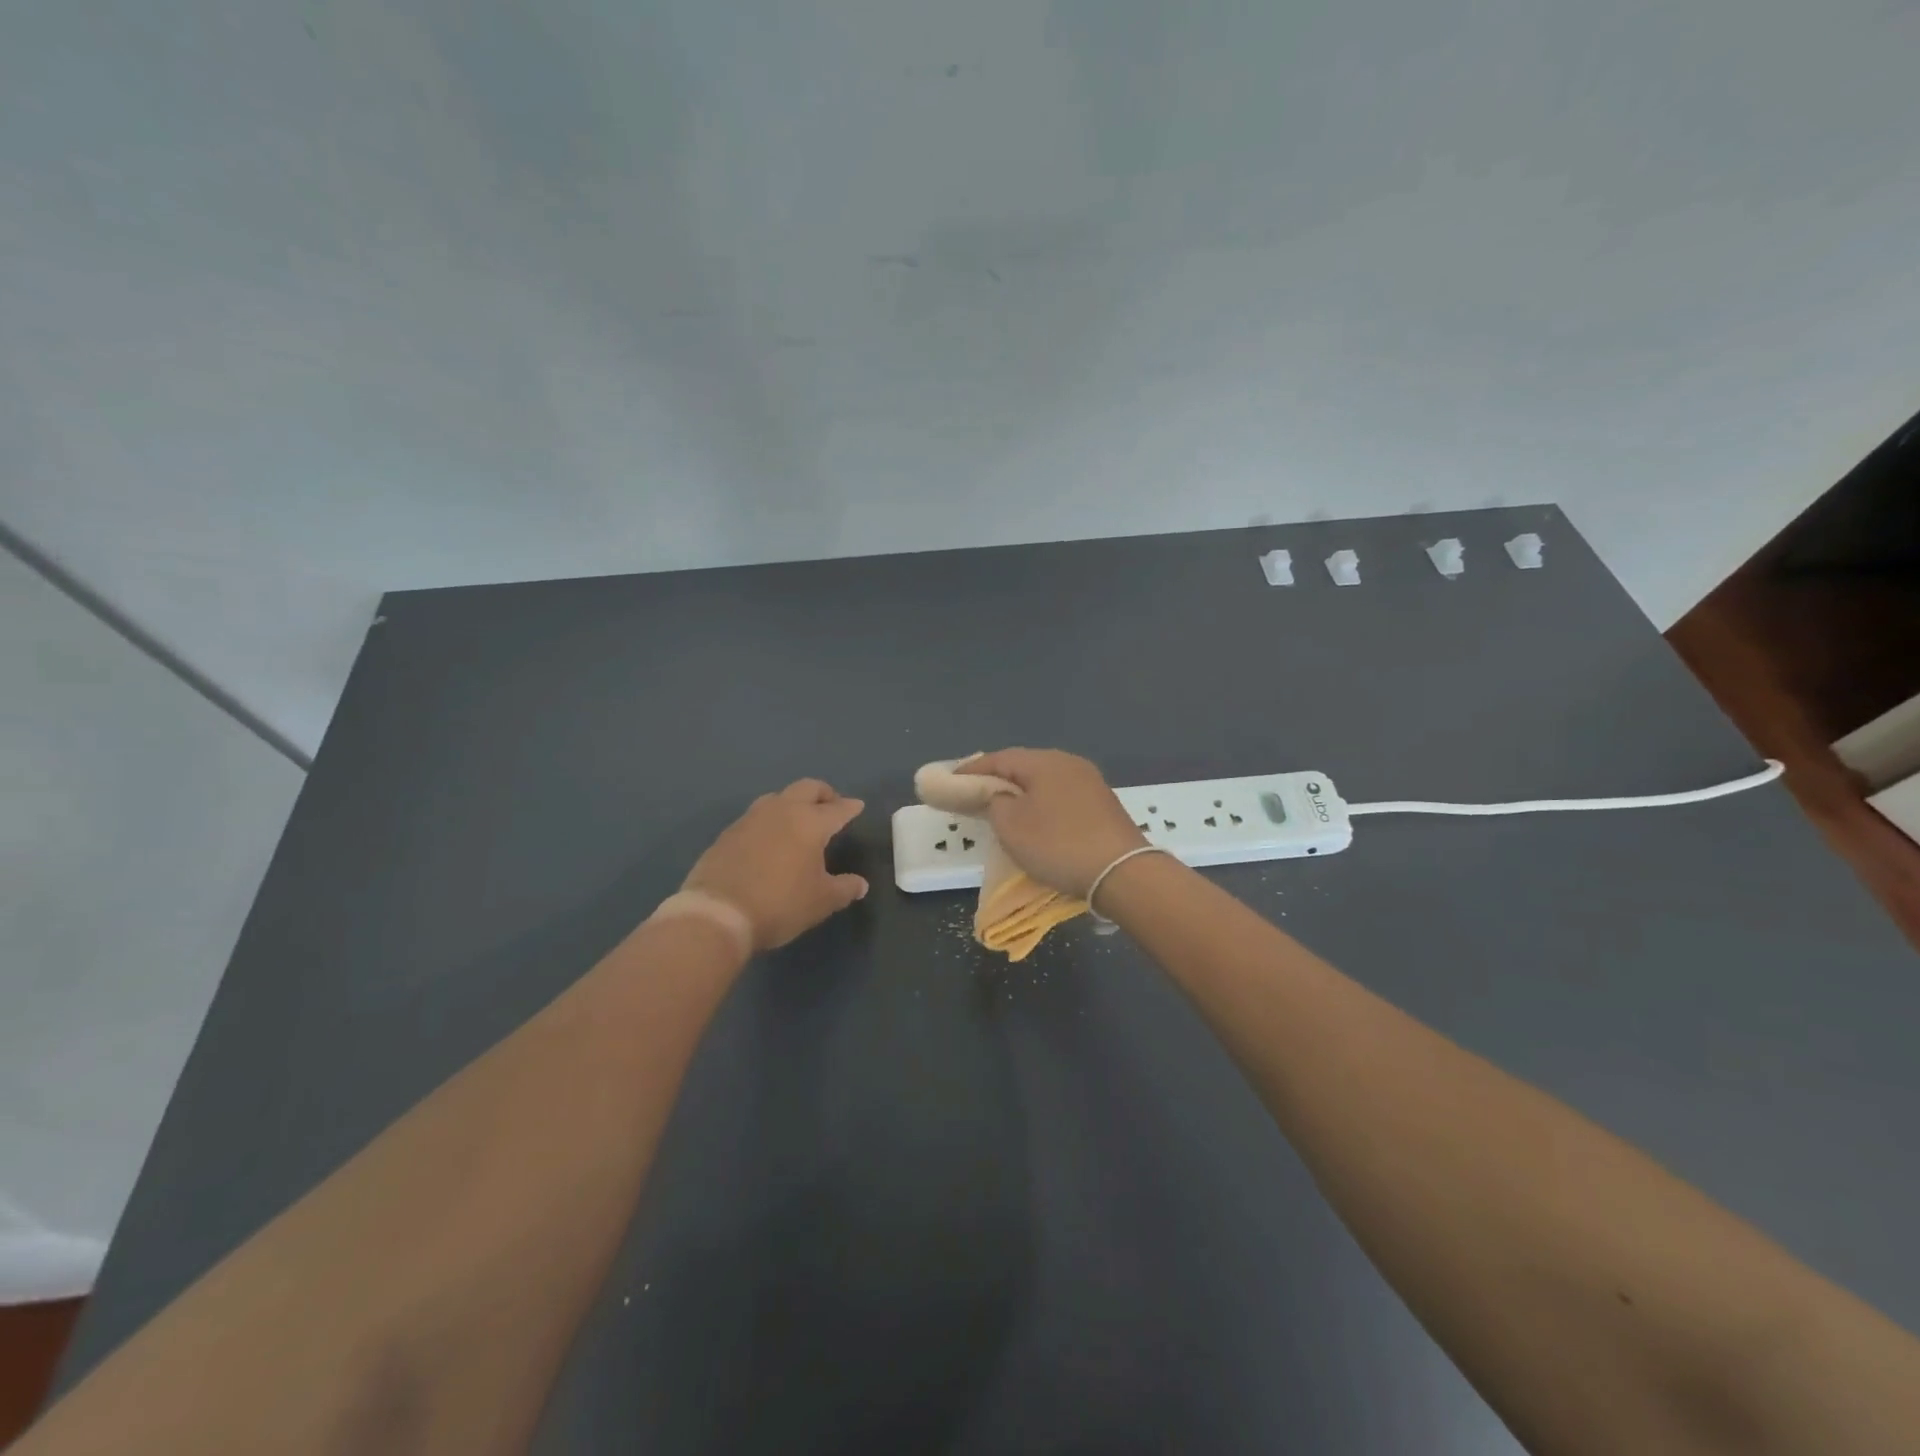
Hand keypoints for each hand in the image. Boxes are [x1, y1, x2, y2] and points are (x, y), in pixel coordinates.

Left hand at [681, 780, 868, 950]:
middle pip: (807, 788)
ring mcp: (750, 819)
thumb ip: (844, 889)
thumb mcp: (821, 902)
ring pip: (777, 797)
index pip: (837, 809)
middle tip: (831, 805)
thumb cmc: (780, 904)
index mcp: (810, 823)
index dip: (850, 807)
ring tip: (798, 820)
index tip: (857, 806)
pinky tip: (769, 840)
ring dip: (792, 803)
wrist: (718, 914)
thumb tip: (860, 884)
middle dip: (823, 793)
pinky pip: (755, 817)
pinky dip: (769, 821)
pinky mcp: (728, 833)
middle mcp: (781, 811)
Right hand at [959, 749, 1146, 899]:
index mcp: (1045, 761)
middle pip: (1023, 766)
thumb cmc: (1058, 844)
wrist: (1121, 873)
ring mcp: (1090, 783)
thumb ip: (994, 802)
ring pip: (1044, 782)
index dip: (971, 770)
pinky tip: (1036, 821)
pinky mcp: (1103, 805)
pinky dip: (1042, 805)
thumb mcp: (1011, 825)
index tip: (950, 782)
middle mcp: (1069, 763)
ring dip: (1021, 793)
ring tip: (1002, 809)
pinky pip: (1061, 797)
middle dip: (997, 780)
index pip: (999, 758)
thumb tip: (999, 796)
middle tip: (974, 795)